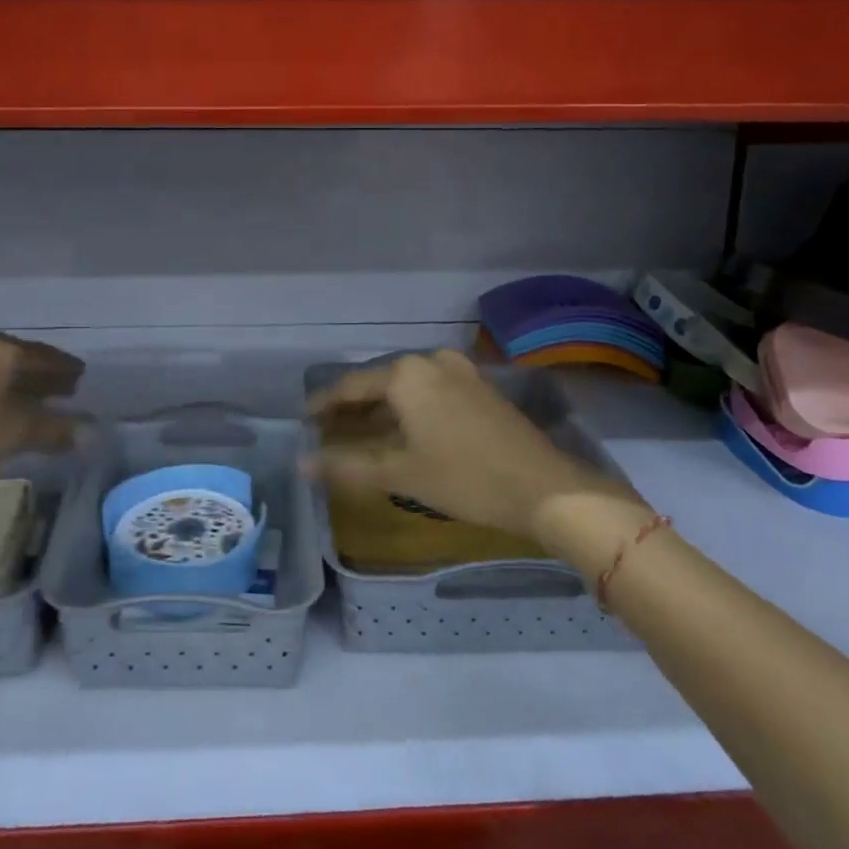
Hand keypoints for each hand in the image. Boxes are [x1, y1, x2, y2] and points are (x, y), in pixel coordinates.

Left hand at [0, 335, 82, 512]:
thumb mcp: (16, 432)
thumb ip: (56, 429)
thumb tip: (93, 432)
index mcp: (1, 350)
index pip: (44, 355)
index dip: (65, 367)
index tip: (82, 375)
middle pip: (21, 358)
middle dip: (44, 374)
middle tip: (66, 388)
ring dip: (20, 383)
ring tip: (37, 399)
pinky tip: (1, 407)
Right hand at [307, 351, 643, 543]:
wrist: (545, 487)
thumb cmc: (464, 478)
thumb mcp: (401, 473)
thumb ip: (347, 465)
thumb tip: (302, 464)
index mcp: (406, 373)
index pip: (352, 385)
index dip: (325, 403)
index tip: (304, 417)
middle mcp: (430, 361)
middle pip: (379, 384)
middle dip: (353, 409)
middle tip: (327, 431)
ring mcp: (459, 372)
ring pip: (406, 390)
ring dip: (382, 412)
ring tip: (358, 436)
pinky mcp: (479, 388)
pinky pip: (430, 394)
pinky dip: (409, 412)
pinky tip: (401, 434)